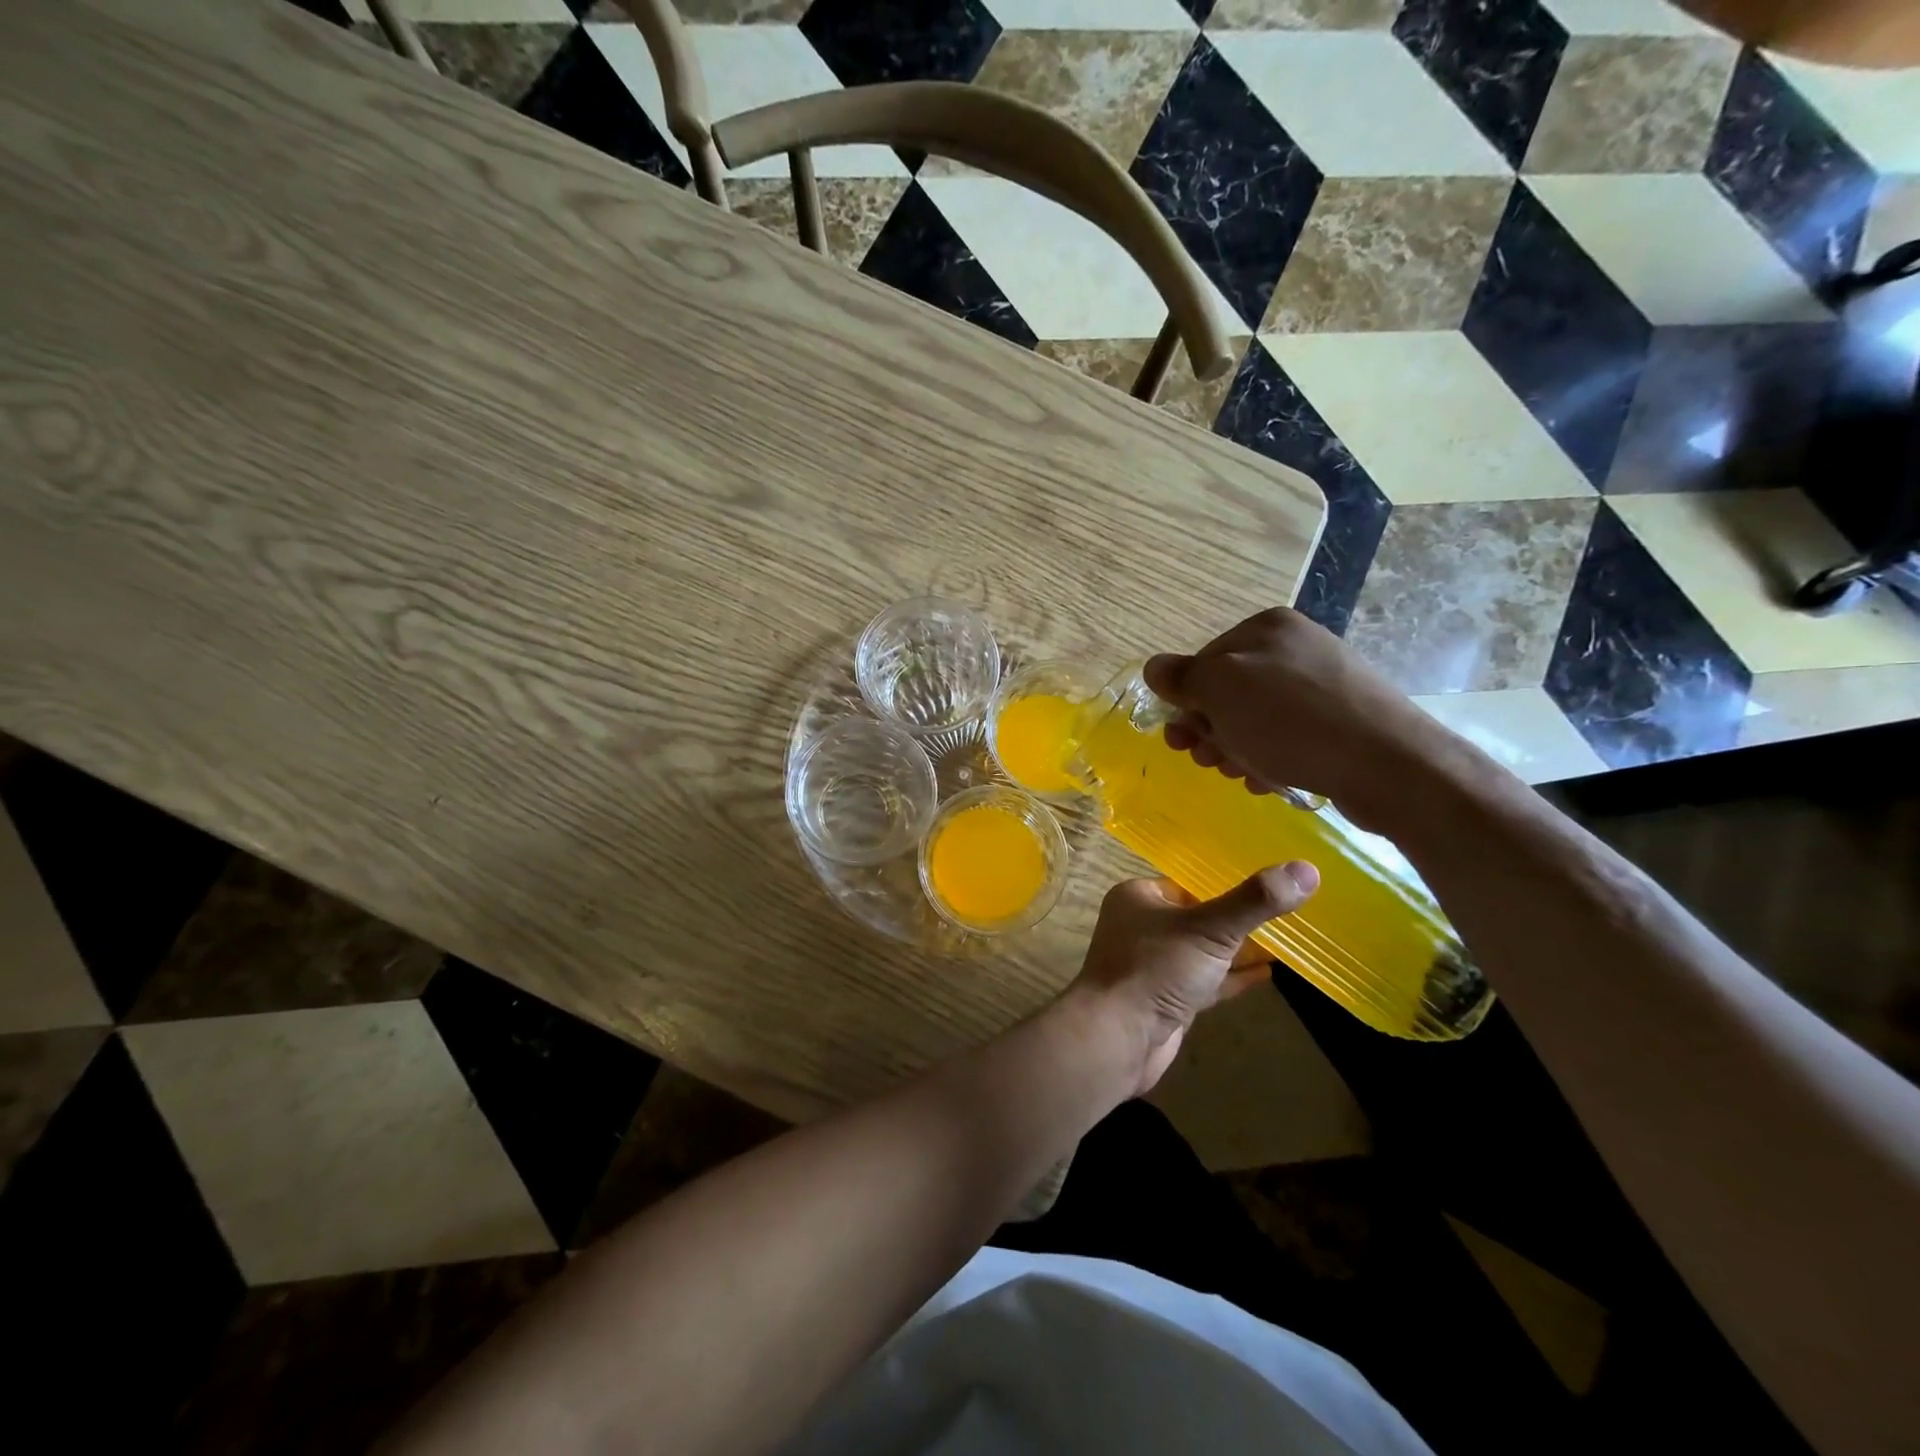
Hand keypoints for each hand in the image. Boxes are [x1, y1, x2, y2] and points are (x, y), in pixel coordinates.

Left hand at [1069, 864, 1319, 1095]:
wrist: (1117, 1038)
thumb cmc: (1156, 969)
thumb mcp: (1210, 928)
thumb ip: (1255, 901)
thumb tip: (1307, 869)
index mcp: (1139, 897)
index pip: (1189, 882)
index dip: (1227, 883)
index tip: (1269, 883)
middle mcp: (1142, 926)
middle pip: (1198, 916)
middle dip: (1236, 917)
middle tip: (1285, 911)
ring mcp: (1153, 965)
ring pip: (1203, 951)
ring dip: (1238, 949)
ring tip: (1284, 941)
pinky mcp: (1166, 1000)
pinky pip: (1205, 981)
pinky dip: (1232, 977)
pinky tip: (1267, 974)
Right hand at [1143, 607, 1440, 832]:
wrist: (1389, 764)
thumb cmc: (1291, 721)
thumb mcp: (1221, 690)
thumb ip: (1182, 677)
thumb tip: (1154, 668)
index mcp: (1266, 628)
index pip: (1203, 662)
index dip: (1186, 703)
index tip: (1182, 740)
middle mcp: (1295, 647)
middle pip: (1228, 692)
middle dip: (1210, 730)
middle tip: (1207, 762)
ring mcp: (1322, 682)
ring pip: (1254, 718)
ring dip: (1236, 749)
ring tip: (1240, 774)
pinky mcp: (1341, 719)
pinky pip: (1286, 736)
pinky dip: (1269, 757)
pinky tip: (1270, 780)